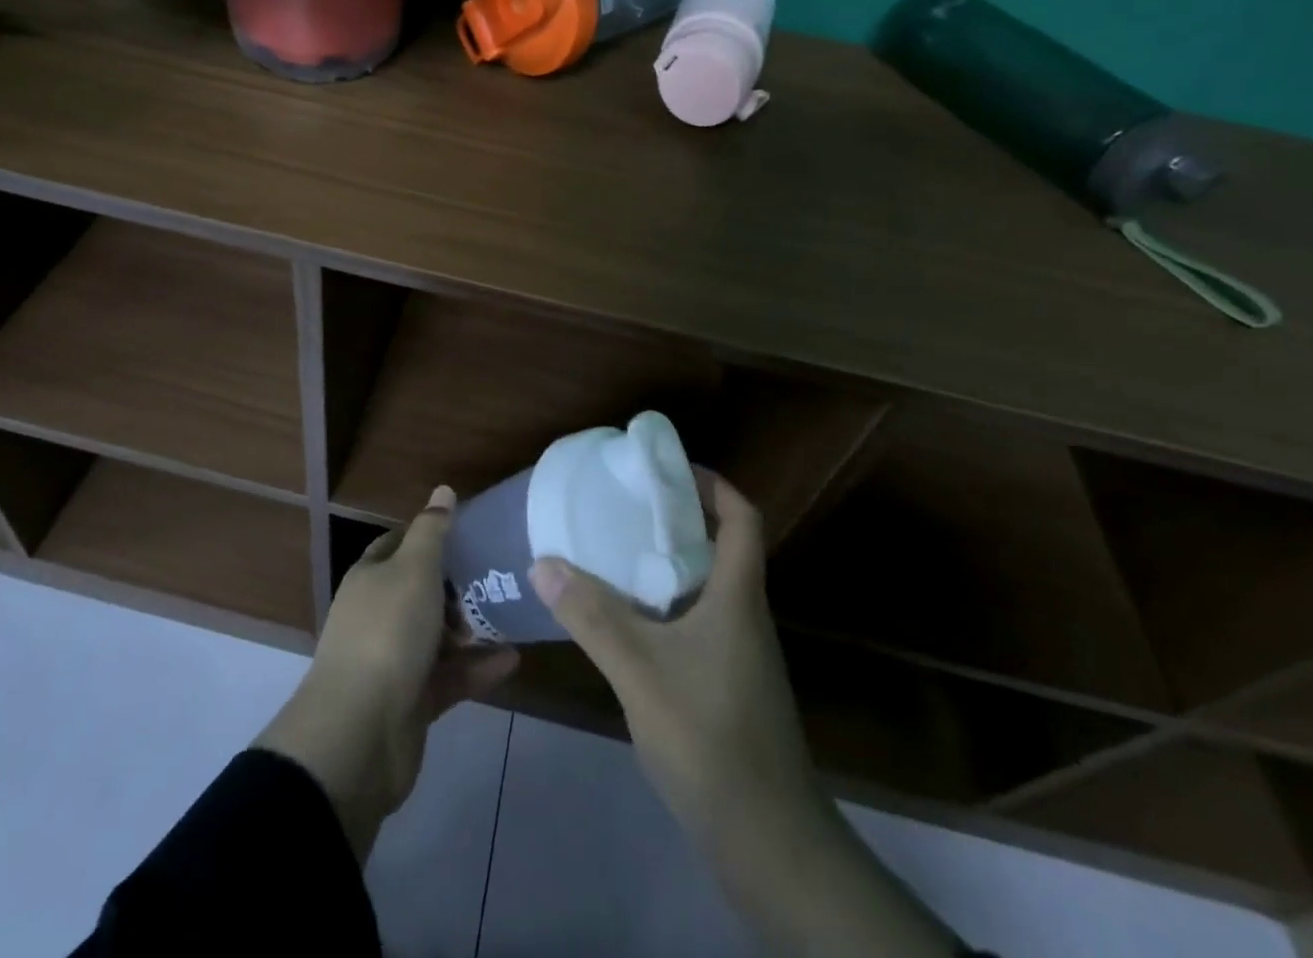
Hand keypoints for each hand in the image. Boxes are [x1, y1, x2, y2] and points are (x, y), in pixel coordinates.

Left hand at [256, 485, 518, 860]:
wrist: (359, 734)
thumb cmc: (387, 633)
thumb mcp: (414, 569)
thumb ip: (432, 530)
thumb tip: (443, 490)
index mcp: (371, 578)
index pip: (399, 545)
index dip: (430, 536)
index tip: (469, 533)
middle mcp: (378, 615)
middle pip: (421, 591)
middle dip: (458, 586)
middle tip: (498, 578)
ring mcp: (393, 661)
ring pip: (438, 636)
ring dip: (473, 629)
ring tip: (512, 617)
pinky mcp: (412, 701)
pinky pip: (450, 676)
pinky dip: (478, 668)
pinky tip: (511, 660)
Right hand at [532, 471, 956, 955]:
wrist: (768, 843)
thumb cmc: (711, 737)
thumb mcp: (641, 671)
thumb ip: (592, 615)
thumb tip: (544, 561)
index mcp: (737, 596)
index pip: (742, 519)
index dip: (712, 484)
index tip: (667, 469)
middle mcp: (744, 616)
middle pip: (719, 548)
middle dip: (675, 520)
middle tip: (623, 506)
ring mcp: (739, 655)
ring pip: (705, 588)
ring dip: (666, 565)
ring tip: (613, 553)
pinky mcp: (727, 686)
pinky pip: (696, 624)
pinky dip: (663, 608)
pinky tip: (625, 623)